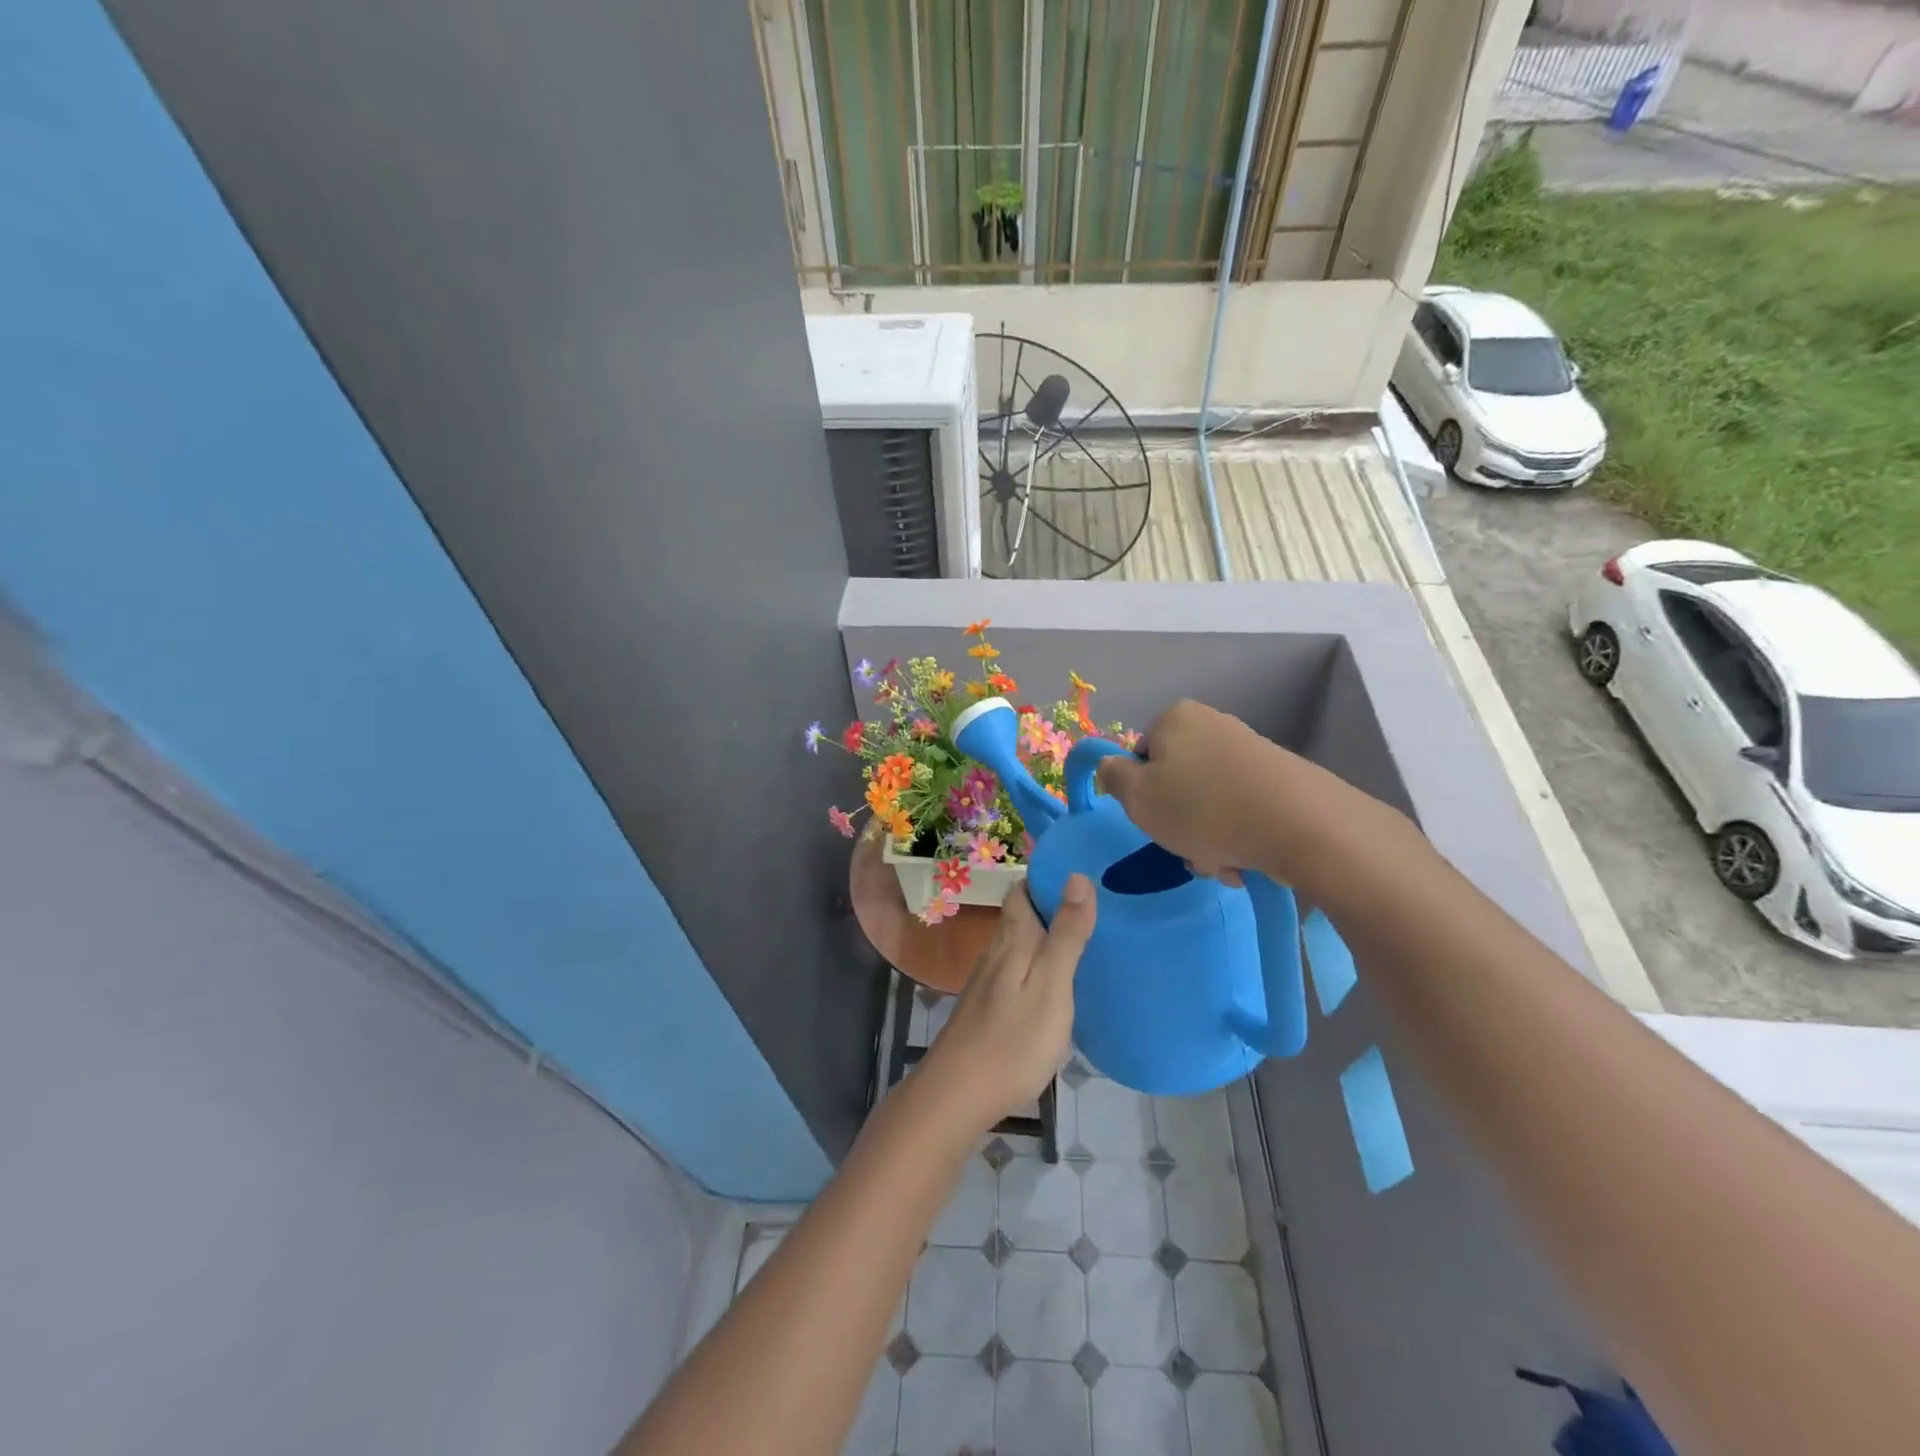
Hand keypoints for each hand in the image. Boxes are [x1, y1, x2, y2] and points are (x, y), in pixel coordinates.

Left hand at [918, 877, 1095, 1133]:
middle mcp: (995, 951)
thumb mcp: (1052, 985)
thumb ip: (1066, 933)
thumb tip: (1077, 875)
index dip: (1048, 877)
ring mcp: (987, 981)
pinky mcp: (986, 1007)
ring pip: (1017, 943)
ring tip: (1082, 940)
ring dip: (1044, 935)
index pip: (1024, 890)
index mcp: (1013, 940)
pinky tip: (1054, 983)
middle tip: (1095, 907)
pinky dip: (1037, 964)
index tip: (1082, 871)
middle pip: (1020, 915)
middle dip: (1050, 905)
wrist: (958, 1094)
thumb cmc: (1013, 1040)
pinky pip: (1015, 970)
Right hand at [1095, 700, 1332, 883]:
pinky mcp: (1279, 778)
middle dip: (1179, 823)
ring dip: (1206, 838)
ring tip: (1222, 862)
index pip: (1141, 755)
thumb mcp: (1137, 797)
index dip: (1142, 793)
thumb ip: (1113, 777)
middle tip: (1189, 850)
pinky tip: (1246, 859)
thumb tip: (1112, 765)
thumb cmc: (1202, 808)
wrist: (1299, 824)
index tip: (1155, 820)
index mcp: (1176, 718)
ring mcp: (1249, 751)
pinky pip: (1240, 810)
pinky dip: (1236, 836)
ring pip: (1208, 802)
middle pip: (1177, 782)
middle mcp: (1213, 725)